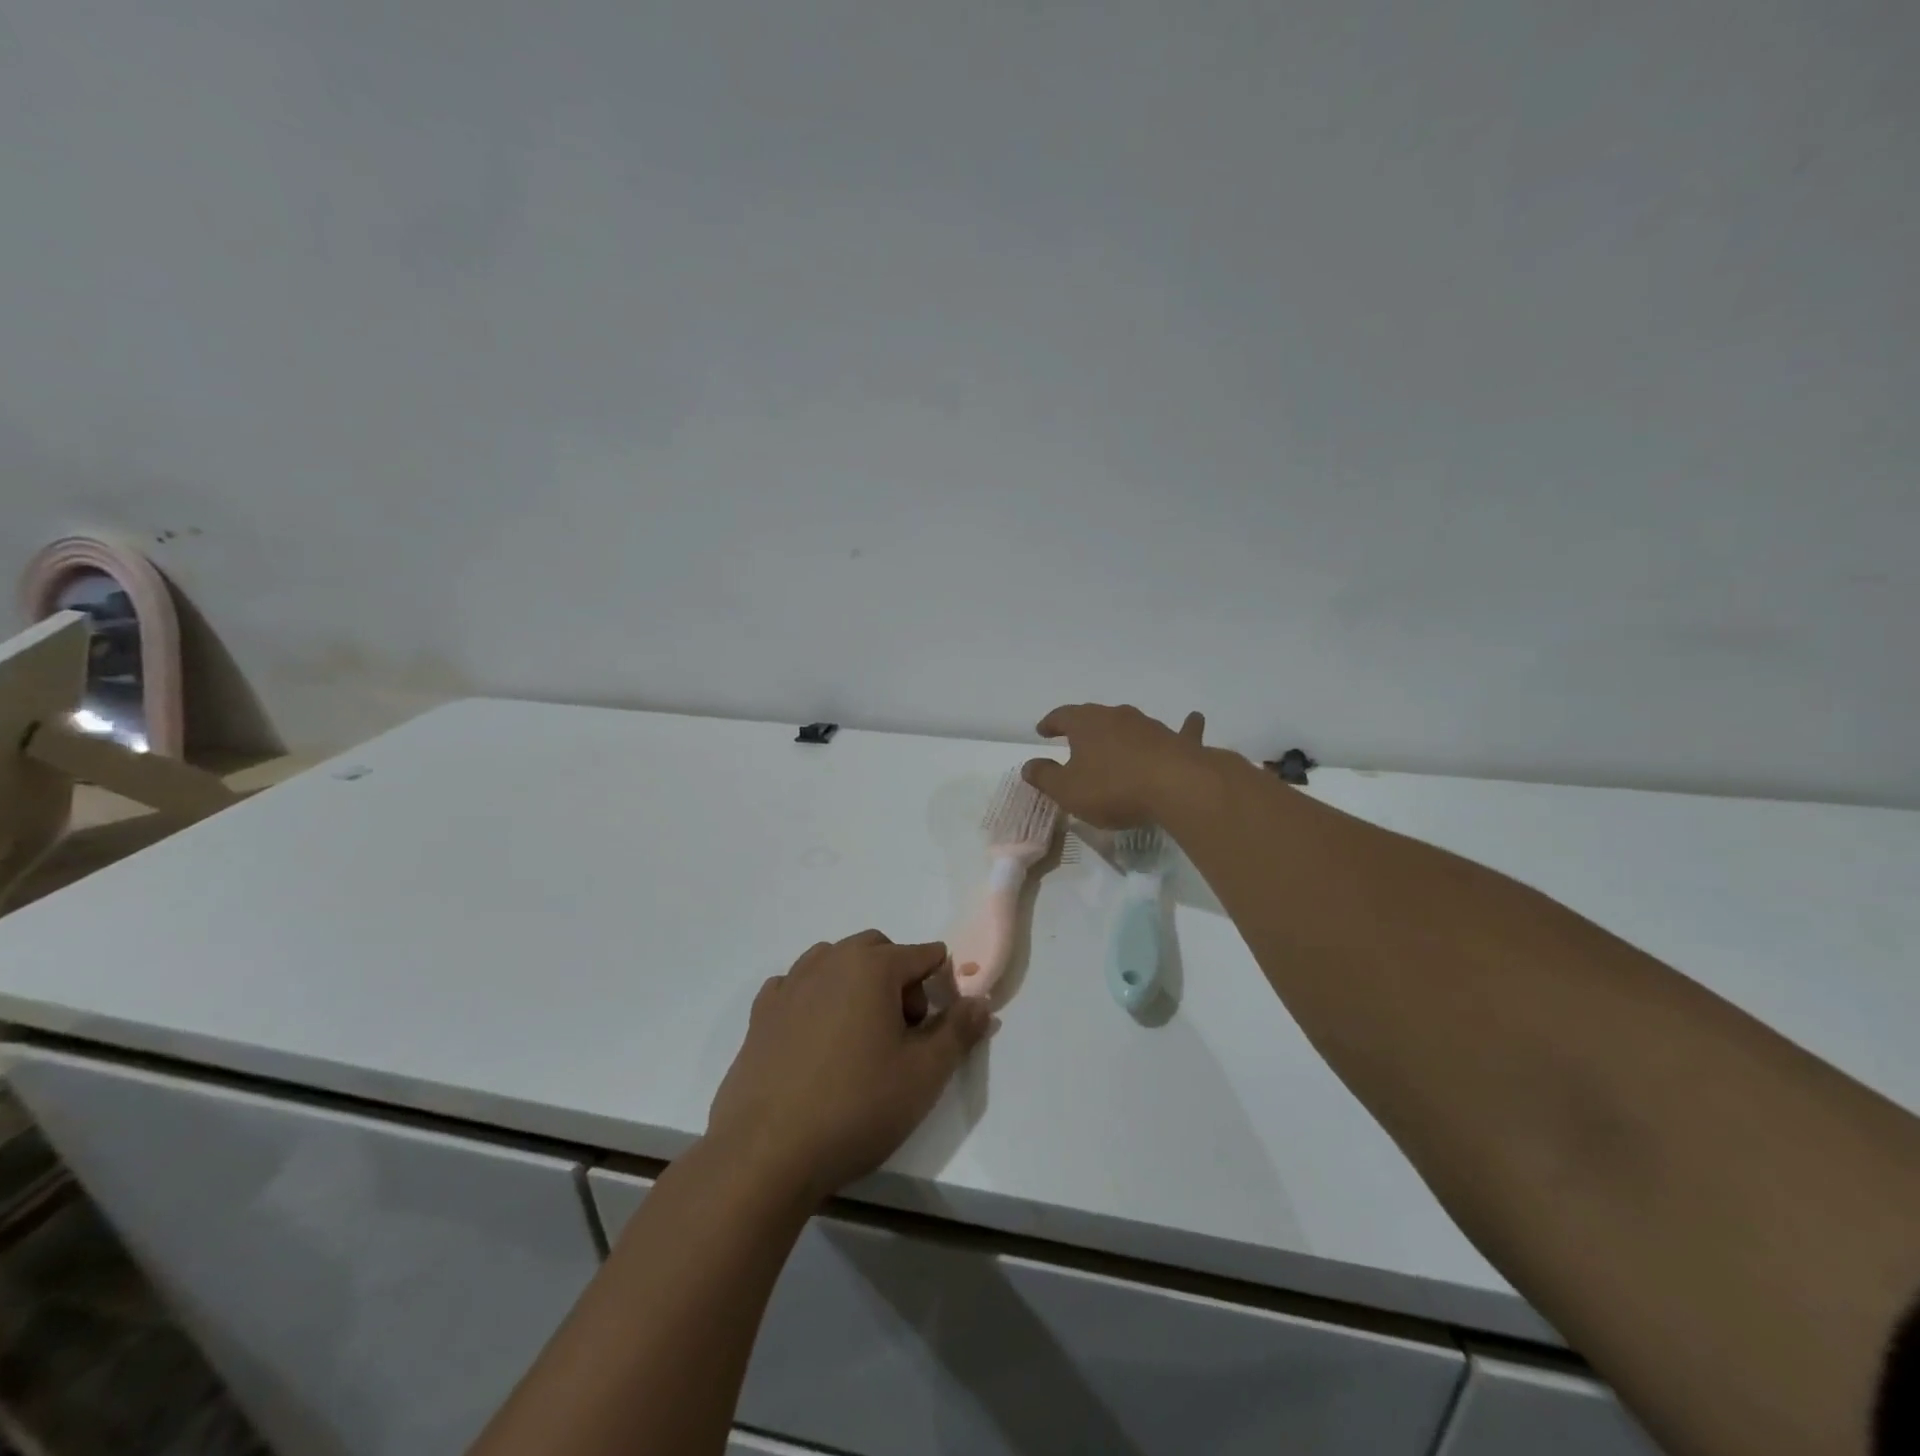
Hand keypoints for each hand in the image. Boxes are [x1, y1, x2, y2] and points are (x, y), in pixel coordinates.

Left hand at [706, 931, 993, 1202]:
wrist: (766, 1153)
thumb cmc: (857, 1107)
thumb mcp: (925, 1074)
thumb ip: (958, 1031)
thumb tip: (979, 1002)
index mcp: (872, 966)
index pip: (923, 955)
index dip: (941, 984)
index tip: (943, 1024)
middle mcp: (829, 961)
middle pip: (877, 949)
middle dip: (899, 977)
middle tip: (903, 1032)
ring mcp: (790, 985)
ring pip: (834, 961)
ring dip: (856, 983)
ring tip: (860, 1036)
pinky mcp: (761, 1014)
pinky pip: (797, 986)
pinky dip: (815, 998)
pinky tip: (816, 1040)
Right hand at [1022, 704, 1208, 828]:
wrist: (1175, 786)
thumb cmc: (1112, 788)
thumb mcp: (1067, 790)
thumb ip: (1045, 777)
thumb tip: (1028, 765)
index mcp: (1086, 724)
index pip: (1062, 716)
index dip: (1050, 723)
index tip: (1042, 731)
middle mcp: (1117, 716)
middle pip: (1095, 716)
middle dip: (1084, 726)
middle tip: (1075, 737)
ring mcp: (1150, 726)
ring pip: (1130, 724)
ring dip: (1121, 732)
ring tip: (1114, 742)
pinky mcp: (1178, 741)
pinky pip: (1181, 731)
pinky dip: (1184, 727)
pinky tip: (1194, 719)